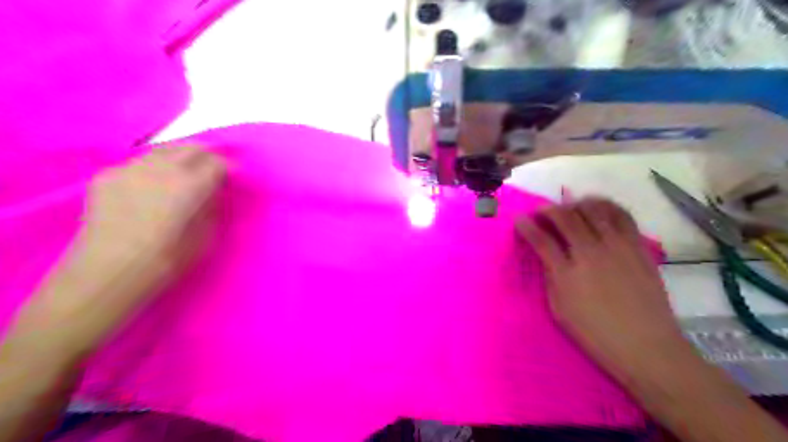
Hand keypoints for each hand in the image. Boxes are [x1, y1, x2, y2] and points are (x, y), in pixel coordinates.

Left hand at [72, 144, 224, 303]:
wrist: (106, 272)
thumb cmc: (166, 260)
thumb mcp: (206, 237)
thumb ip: (213, 208)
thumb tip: (214, 192)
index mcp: (190, 185)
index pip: (218, 162)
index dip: (230, 166)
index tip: (234, 175)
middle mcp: (161, 169)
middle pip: (191, 147)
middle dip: (207, 154)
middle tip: (214, 166)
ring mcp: (130, 168)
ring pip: (163, 150)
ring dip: (180, 157)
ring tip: (184, 172)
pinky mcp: (107, 176)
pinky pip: (139, 163)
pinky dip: (154, 168)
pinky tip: (152, 185)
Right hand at [519, 199, 690, 377]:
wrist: (646, 346)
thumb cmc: (595, 333)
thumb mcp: (559, 309)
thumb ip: (550, 277)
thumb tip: (546, 255)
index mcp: (567, 273)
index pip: (541, 239)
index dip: (526, 226)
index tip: (519, 219)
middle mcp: (590, 252)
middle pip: (566, 217)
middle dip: (548, 210)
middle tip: (542, 212)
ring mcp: (617, 246)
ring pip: (593, 210)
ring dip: (576, 204)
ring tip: (569, 207)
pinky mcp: (638, 246)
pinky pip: (621, 215)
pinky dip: (606, 205)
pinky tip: (598, 208)